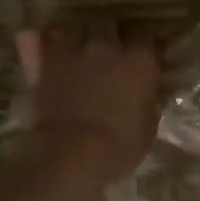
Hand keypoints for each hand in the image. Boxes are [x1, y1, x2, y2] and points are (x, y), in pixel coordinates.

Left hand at [15, 27, 160, 183]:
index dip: (147, 65)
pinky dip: (54, 57)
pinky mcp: (48, 65)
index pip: (150, 50)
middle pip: (115, 48)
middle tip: (113, 85)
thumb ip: (147, 105)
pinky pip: (52, 51)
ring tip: (83, 80)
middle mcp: (110, 48)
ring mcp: (77, 54)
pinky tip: (55, 66)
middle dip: (115, 63)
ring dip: (86, 61)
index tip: (147, 78)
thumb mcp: (148, 129)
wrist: (72, 153)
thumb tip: (144, 99)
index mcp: (141, 62)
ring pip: (84, 49)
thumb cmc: (121, 145)